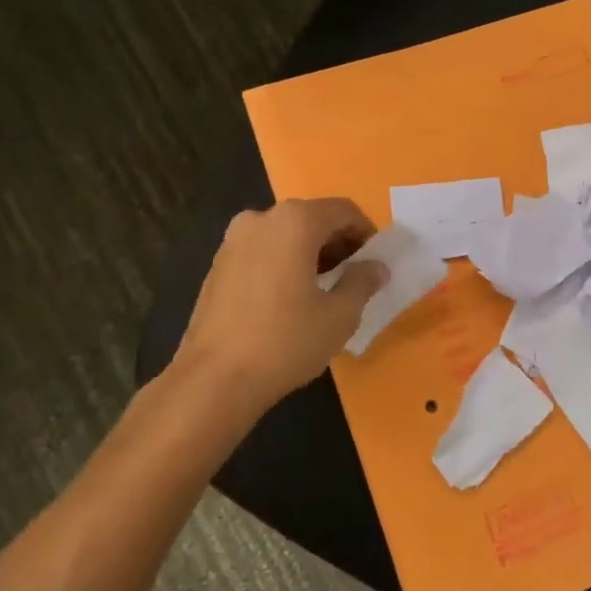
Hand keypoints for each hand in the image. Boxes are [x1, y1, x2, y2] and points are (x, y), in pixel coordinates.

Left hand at [168, 199, 387, 424]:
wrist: (214, 379)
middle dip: (337, 242)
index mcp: (295, 221)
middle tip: (352, 276)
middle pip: (312, 218)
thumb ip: (362, 282)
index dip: (366, 232)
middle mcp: (261, 219)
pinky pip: (262, 251)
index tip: (375, 261)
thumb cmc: (286, 341)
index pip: (343, 211)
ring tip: (322, 290)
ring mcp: (234, 240)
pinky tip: (288, 299)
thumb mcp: (340, 315)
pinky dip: (282, 263)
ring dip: (309, 253)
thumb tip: (376, 267)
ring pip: (284, 234)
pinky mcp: (217, 264)